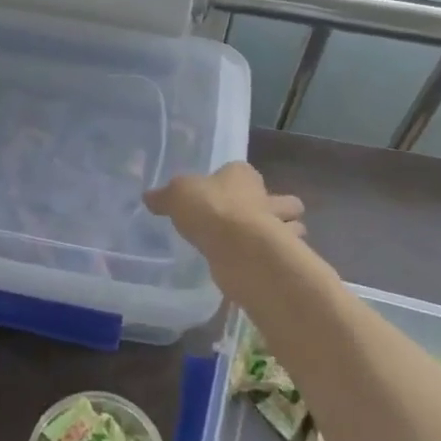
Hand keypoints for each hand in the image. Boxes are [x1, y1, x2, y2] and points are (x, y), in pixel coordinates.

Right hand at [145, 162, 304, 254]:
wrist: (238, 248)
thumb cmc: (210, 209)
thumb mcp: (177, 195)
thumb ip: (165, 196)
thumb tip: (149, 197)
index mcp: (244, 175)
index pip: (245, 172)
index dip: (238, 182)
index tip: (225, 195)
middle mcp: (267, 198)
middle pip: (283, 201)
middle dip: (277, 210)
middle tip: (253, 222)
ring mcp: (279, 229)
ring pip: (292, 228)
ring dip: (283, 236)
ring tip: (257, 247)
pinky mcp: (279, 257)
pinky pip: (279, 256)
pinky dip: (272, 261)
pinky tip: (255, 267)